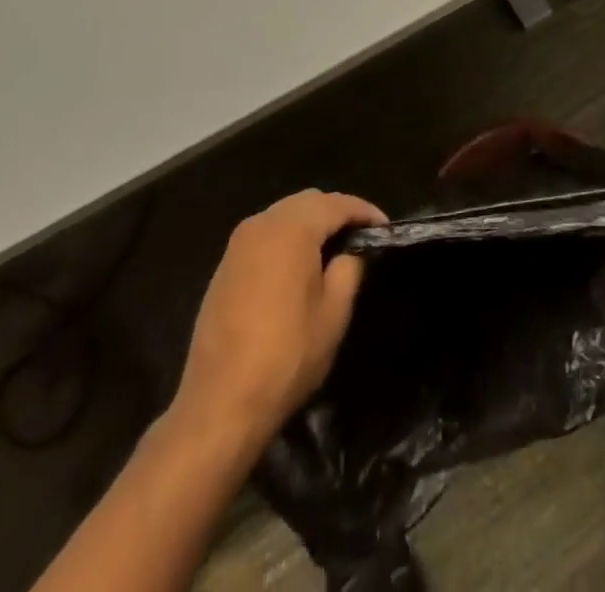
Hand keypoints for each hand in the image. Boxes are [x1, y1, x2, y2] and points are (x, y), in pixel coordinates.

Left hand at [174, 189, 385, 448]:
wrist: (219, 404)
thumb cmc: (286, 356)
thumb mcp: (333, 314)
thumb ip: (349, 269)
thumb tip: (350, 252)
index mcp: (291, 229)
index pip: (336, 204)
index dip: (364, 212)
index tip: (385, 228)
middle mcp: (262, 224)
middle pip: (308, 202)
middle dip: (337, 212)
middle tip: (361, 236)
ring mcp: (238, 244)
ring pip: (284, 215)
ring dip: (311, 224)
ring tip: (334, 250)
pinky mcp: (225, 266)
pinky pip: (265, 236)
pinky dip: (288, 239)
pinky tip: (300, 266)